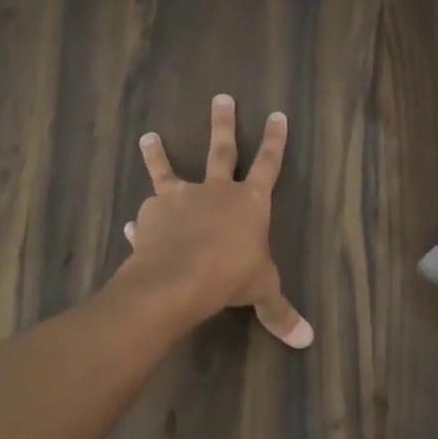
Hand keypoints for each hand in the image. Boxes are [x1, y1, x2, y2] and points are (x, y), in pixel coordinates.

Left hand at [118, 94, 312, 348]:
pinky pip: (146, 213)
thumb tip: (306, 341)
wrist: (178, 278)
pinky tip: (131, 224)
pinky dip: (141, 220)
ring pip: (169, 169)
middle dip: (223, 123)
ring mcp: (180, 198)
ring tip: (148, 136)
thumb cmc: (230, 277)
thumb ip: (280, 313)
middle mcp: (215, 191)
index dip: (275, 140)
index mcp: (250, 202)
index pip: (268, 164)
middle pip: (221, 149)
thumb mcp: (262, 293)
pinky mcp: (152, 214)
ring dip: (158, 153)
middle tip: (221, 97)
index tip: (276, 114)